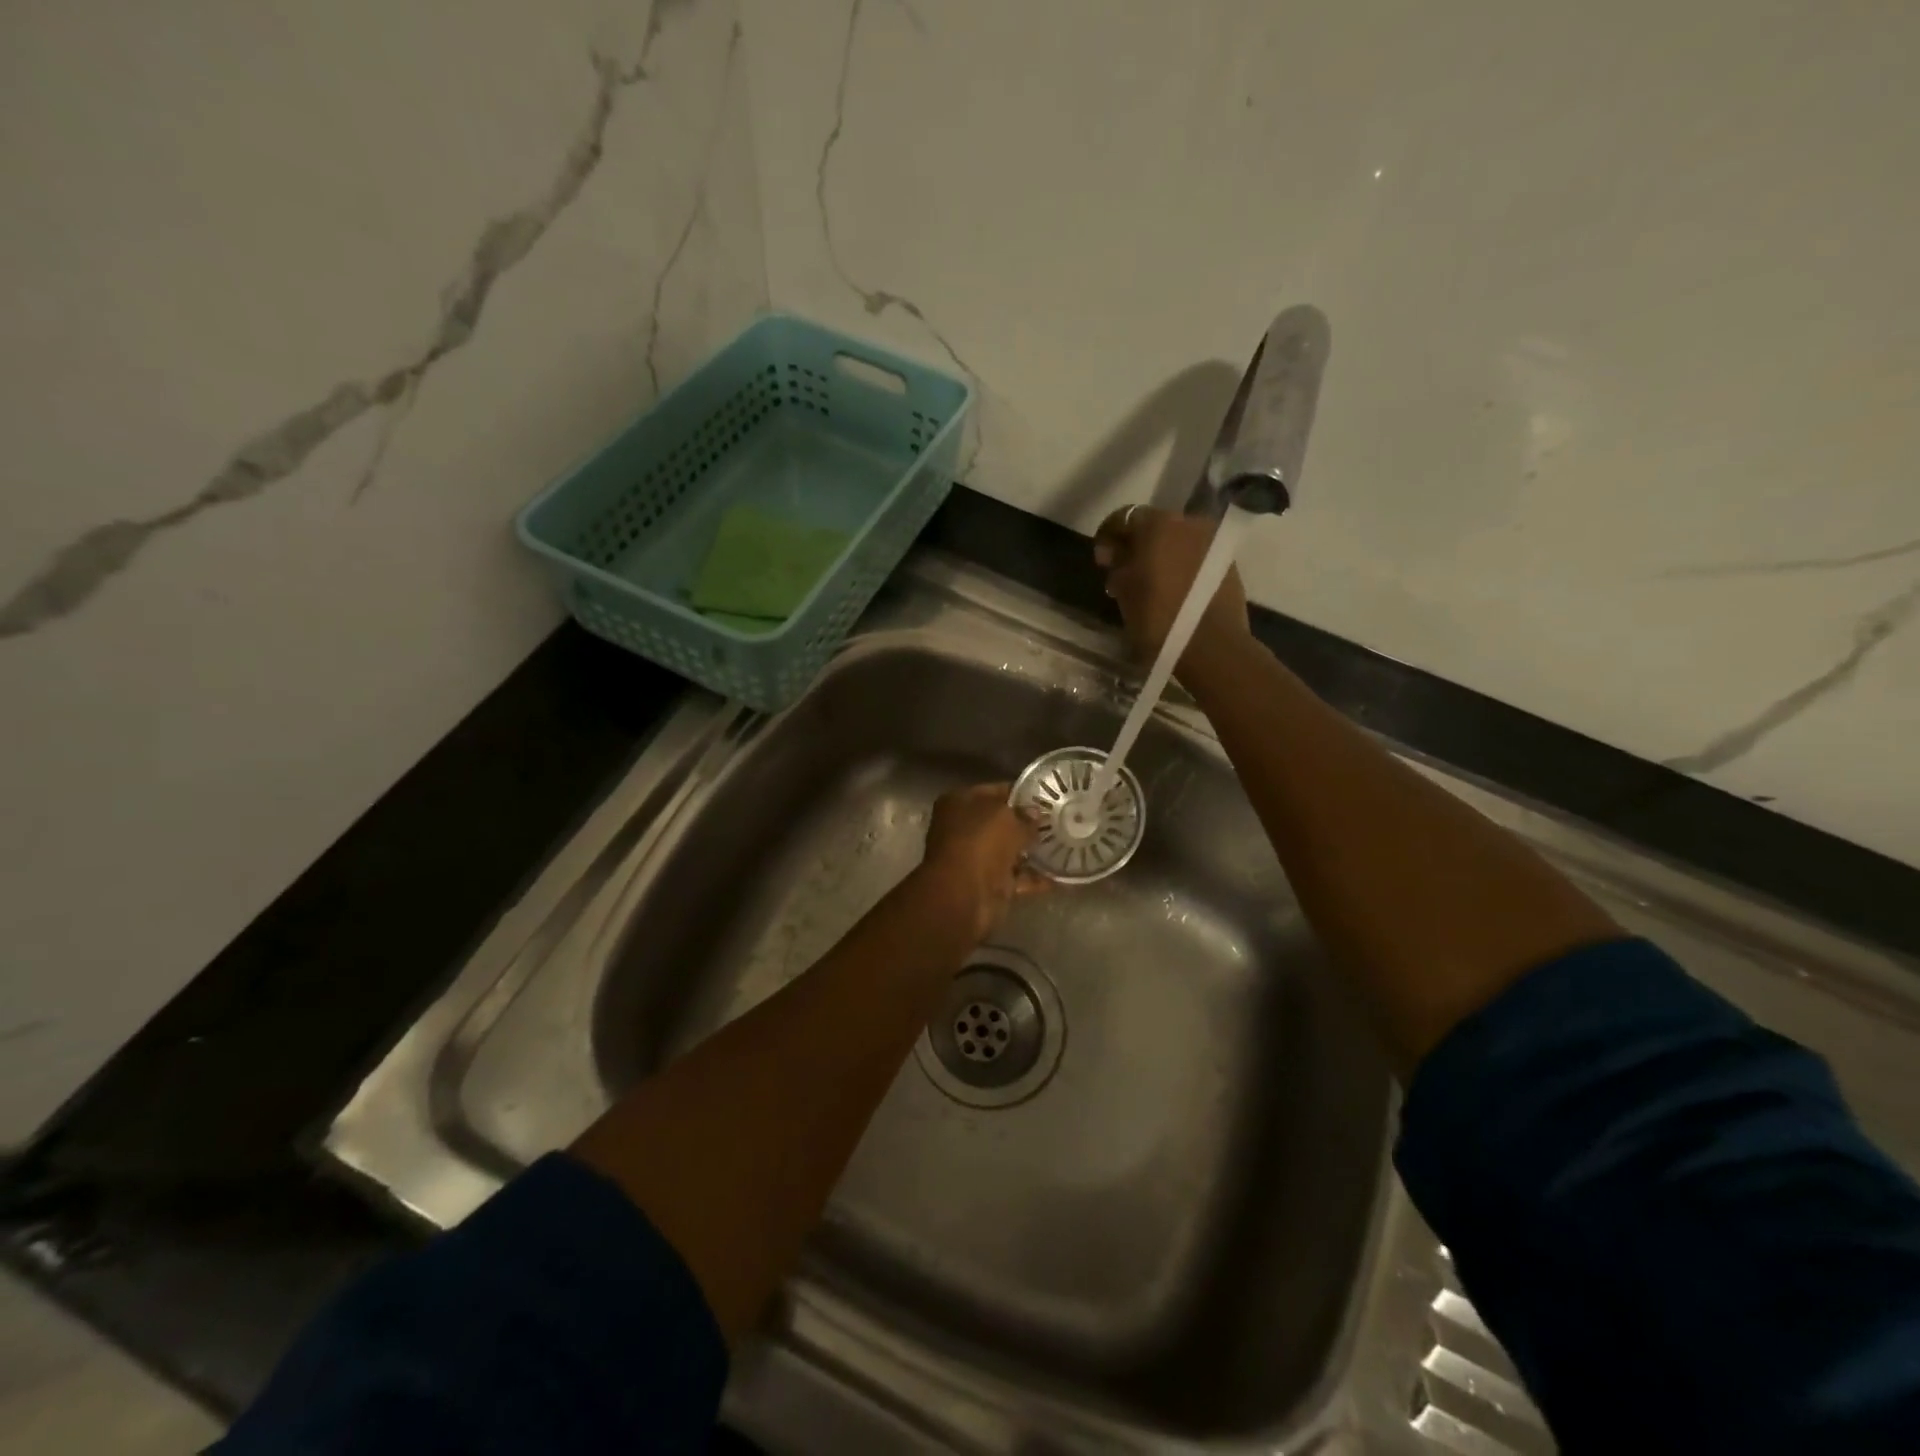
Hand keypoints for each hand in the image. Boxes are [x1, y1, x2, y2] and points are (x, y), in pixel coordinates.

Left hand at [917, 784, 1048, 940]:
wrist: (964, 895)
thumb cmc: (980, 842)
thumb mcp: (1007, 819)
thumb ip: (1025, 815)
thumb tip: (1036, 814)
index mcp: (959, 802)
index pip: (994, 791)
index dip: (1020, 793)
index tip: (1046, 796)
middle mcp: (963, 828)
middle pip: (1000, 822)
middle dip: (1027, 823)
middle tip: (1060, 820)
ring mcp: (974, 858)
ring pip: (1008, 850)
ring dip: (1032, 851)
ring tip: (1066, 844)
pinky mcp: (987, 885)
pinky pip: (1016, 877)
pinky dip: (1035, 877)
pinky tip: (1061, 874)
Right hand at [1093, 506, 1253, 674]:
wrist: (1211, 646)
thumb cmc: (1157, 617)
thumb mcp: (1124, 591)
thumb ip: (1117, 564)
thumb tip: (1114, 553)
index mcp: (1158, 523)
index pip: (1124, 518)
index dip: (1107, 537)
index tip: (1102, 561)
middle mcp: (1189, 522)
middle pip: (1154, 526)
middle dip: (1137, 545)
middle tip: (1124, 573)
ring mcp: (1212, 541)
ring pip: (1176, 540)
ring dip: (1160, 555)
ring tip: (1149, 584)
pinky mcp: (1227, 562)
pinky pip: (1194, 555)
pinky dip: (1180, 566)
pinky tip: (1172, 589)